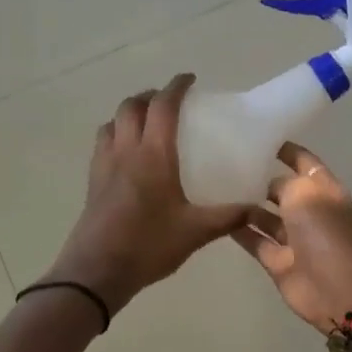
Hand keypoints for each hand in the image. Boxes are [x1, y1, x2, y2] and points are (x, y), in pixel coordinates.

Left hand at [46, 75, 247, 313]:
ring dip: (129, 112)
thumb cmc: (148, 246)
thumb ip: (229, 217)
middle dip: (150, 95)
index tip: (189, 79)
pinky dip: (116, 133)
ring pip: (112, 122)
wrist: (96, 272)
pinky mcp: (92, 182)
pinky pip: (103, 143)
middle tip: (170, 101)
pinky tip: (128, 154)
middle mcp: (125, 151)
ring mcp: (104, 165)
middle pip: (132, 107)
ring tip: (147, 122)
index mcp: (153, 155)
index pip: (163, 107)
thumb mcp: (196, 232)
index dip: (176, 87)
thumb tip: (258, 209)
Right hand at [231, 143, 351, 331]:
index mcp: (325, 190)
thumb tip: (268, 186)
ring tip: (218, 189)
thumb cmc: (323, 230)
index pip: (305, 163)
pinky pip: (257, 241)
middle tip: (228, 164)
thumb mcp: (303, 192)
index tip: (260, 139)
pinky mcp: (279, 262)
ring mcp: (295, 239)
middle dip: (262, 179)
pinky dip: (241, 231)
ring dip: (248, 206)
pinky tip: (219, 217)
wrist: (334, 286)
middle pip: (284, 191)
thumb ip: (284, 183)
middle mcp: (311, 212)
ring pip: (268, 218)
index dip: (287, 151)